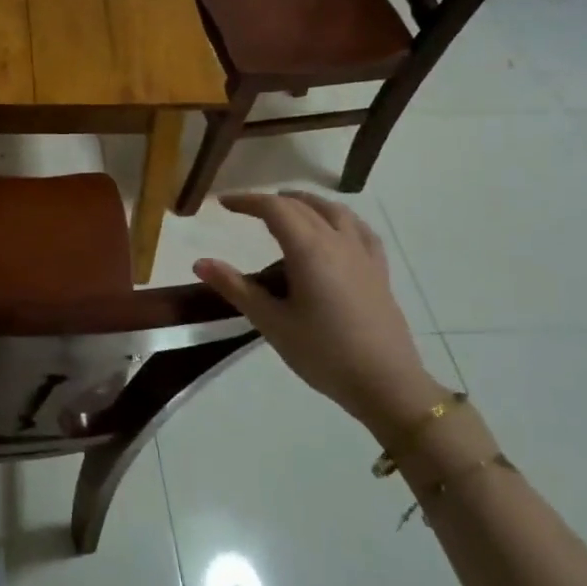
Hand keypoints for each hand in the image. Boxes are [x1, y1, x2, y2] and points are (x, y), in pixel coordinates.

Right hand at [195, 190, 446, 443]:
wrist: (386, 384)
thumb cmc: (323, 353)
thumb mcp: (272, 322)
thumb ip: (236, 288)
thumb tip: (200, 263)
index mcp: (309, 250)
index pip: (274, 209)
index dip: (247, 201)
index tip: (223, 203)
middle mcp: (337, 242)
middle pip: (302, 206)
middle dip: (271, 201)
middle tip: (246, 209)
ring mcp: (363, 255)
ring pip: (334, 211)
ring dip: (306, 203)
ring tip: (288, 208)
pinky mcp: (379, 271)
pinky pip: (359, 230)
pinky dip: (339, 218)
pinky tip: (335, 229)